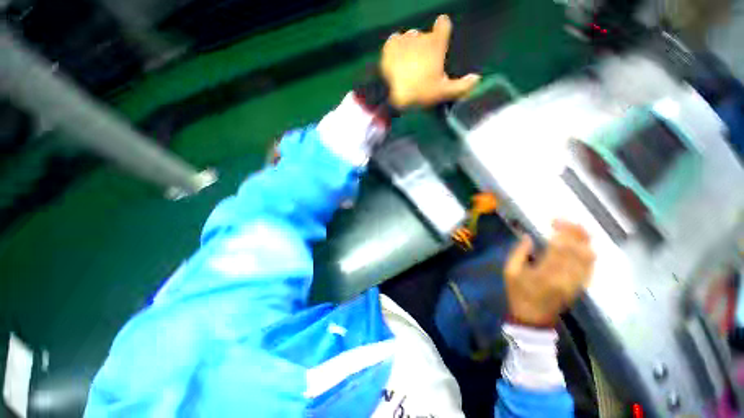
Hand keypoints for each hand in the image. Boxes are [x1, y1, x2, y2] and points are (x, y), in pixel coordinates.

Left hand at [381, 15, 480, 108]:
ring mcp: (404, 39)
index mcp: (436, 44)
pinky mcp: (390, 45)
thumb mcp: (443, 93)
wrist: (391, 94)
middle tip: (422, 67)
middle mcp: (421, 36)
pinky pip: (396, 41)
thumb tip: (477, 78)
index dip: (442, 30)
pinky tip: (396, 61)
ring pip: (410, 38)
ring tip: (407, 66)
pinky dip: (397, 49)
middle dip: (425, 48)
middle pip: (425, 37)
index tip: (440, 40)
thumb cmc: (420, 92)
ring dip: (411, 48)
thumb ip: (461, 86)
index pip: (443, 25)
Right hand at [504, 220, 595, 327]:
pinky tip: (582, 245)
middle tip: (566, 220)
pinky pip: (591, 267)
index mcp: (545, 273)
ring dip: (585, 240)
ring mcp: (576, 283)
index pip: (560, 247)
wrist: (533, 317)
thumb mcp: (509, 271)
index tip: (554, 220)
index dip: (561, 231)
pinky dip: (589, 252)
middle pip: (578, 250)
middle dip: (575, 231)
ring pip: (589, 257)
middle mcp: (566, 277)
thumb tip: (528, 236)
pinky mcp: (580, 286)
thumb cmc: (518, 293)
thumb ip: (518, 252)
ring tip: (577, 228)